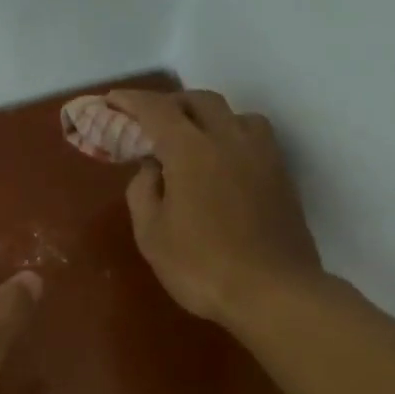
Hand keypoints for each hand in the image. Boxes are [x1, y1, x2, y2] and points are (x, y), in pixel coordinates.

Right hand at [108, 89, 323, 327]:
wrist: (274, 292)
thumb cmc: (202, 267)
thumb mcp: (152, 235)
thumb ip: (143, 192)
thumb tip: (151, 167)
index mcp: (191, 150)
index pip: (156, 110)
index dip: (131, 101)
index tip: (113, 101)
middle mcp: (229, 140)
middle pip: (199, 101)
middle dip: (170, 103)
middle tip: (150, 121)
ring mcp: (262, 155)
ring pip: (234, 114)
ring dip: (208, 116)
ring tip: (193, 138)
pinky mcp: (282, 175)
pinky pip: (254, 137)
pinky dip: (232, 135)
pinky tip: (225, 162)